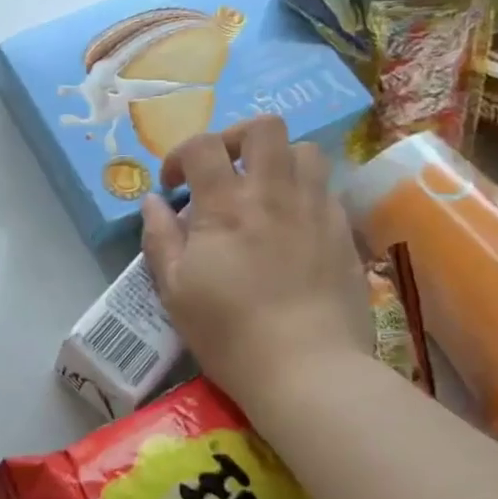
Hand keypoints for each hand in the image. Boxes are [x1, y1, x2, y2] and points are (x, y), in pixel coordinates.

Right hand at [141, 117, 372, 408]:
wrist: (308, 370)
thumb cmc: (230, 333)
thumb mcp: (176, 291)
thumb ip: (160, 238)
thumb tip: (153, 202)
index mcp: (226, 206)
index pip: (204, 146)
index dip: (182, 155)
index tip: (174, 185)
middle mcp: (274, 194)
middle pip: (264, 128)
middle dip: (236, 138)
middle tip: (223, 170)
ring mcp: (315, 210)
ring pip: (305, 150)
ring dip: (278, 160)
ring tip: (262, 191)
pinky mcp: (344, 233)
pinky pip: (327, 189)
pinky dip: (304, 191)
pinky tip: (291, 224)